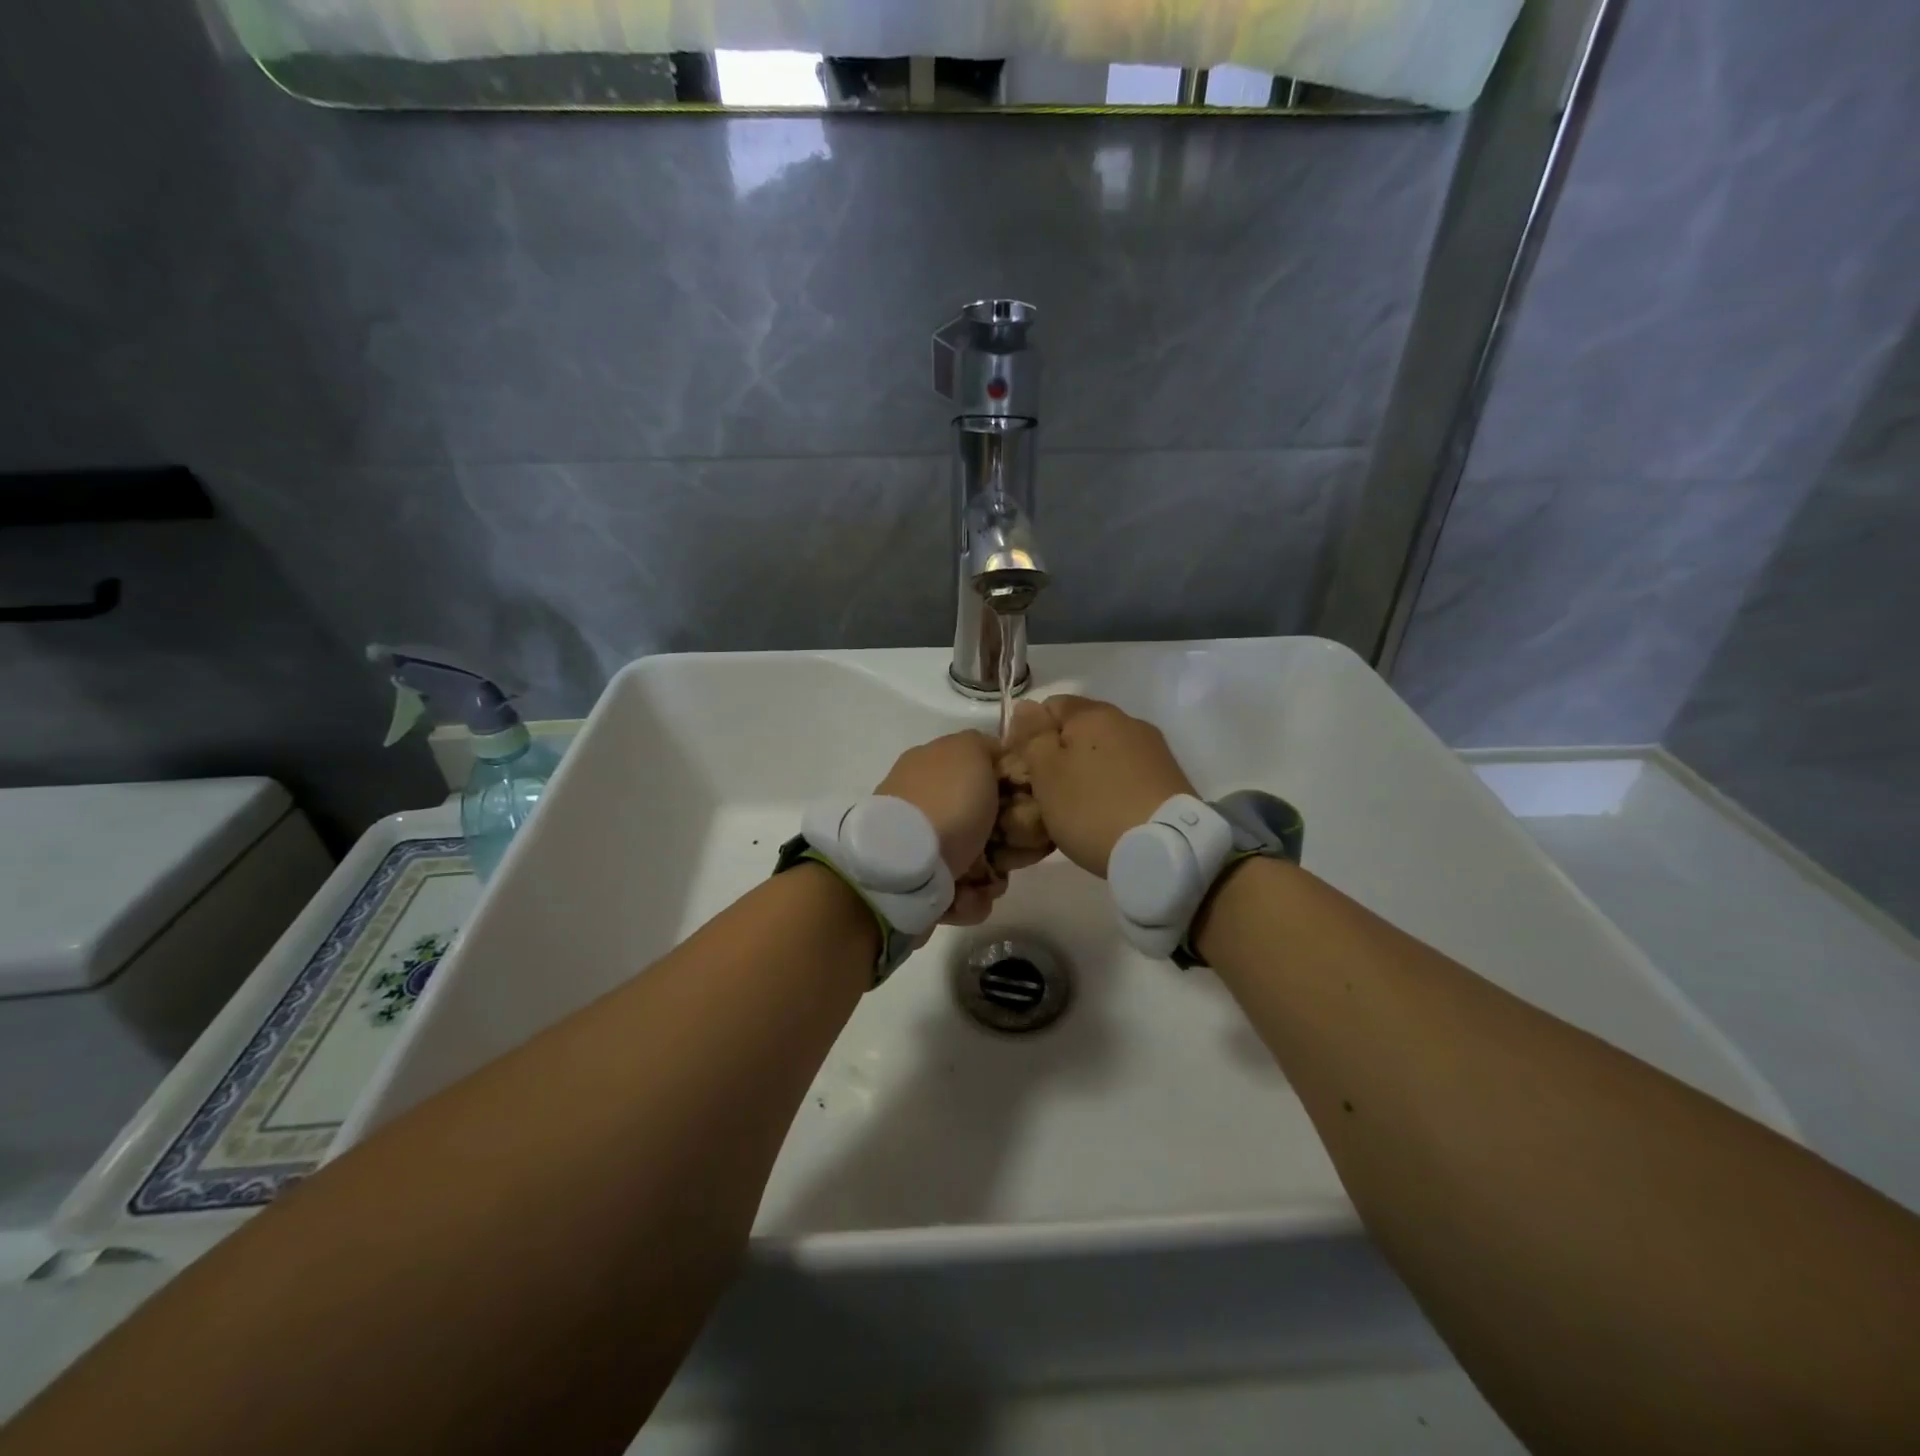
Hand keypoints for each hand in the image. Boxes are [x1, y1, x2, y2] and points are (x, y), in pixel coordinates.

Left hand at [876, 731, 1003, 924]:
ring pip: (980, 861)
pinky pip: (963, 893)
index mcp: (931, 767)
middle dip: (1008, 841)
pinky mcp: (921, 888)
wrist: (904, 867)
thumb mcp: (969, 751)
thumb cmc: (945, 803)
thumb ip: (985, 746)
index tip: (1030, 805)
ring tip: (986, 880)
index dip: (1012, 789)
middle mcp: (925, 805)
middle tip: (1014, 851)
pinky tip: (964, 895)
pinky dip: (969, 898)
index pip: (983, 773)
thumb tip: (994, 755)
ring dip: (991, 875)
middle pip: (986, 822)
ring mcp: (921, 848)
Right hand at [1008, 696, 1195, 876]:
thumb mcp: (1046, 773)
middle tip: (1046, 793)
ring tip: (1077, 808)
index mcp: (1093, 713)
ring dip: (1088, 771)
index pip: (1049, 705)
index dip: (1030, 733)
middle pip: (1080, 729)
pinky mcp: (1169, 777)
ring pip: (1104, 752)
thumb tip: (1025, 707)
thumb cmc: (1092, 808)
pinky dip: (1112, 787)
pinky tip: (1107, 814)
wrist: (1165, 849)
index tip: (1023, 768)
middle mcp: (1127, 721)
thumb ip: (1032, 736)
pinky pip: (1127, 773)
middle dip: (1060, 755)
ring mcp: (1152, 749)